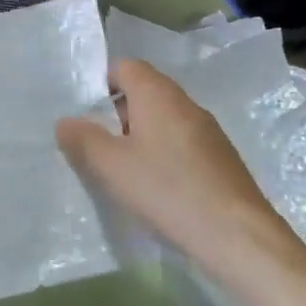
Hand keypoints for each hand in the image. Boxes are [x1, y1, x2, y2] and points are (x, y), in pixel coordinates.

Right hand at [55, 59, 305, 298]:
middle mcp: (185, 103)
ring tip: (122, 172)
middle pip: (143, 93)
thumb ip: (82, 139)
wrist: (240, 238)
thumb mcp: (110, 166)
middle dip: (116, 115)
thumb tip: (65, 121)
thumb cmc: (168, 190)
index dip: (100, 85)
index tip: (84, 115)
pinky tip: (156, 190)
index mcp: (157, 93)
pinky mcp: (221, 160)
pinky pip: (181, 144)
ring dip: (139, 138)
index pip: (124, 66)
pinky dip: (163, 157)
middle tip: (96, 146)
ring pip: (163, 121)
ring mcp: (208, 131)